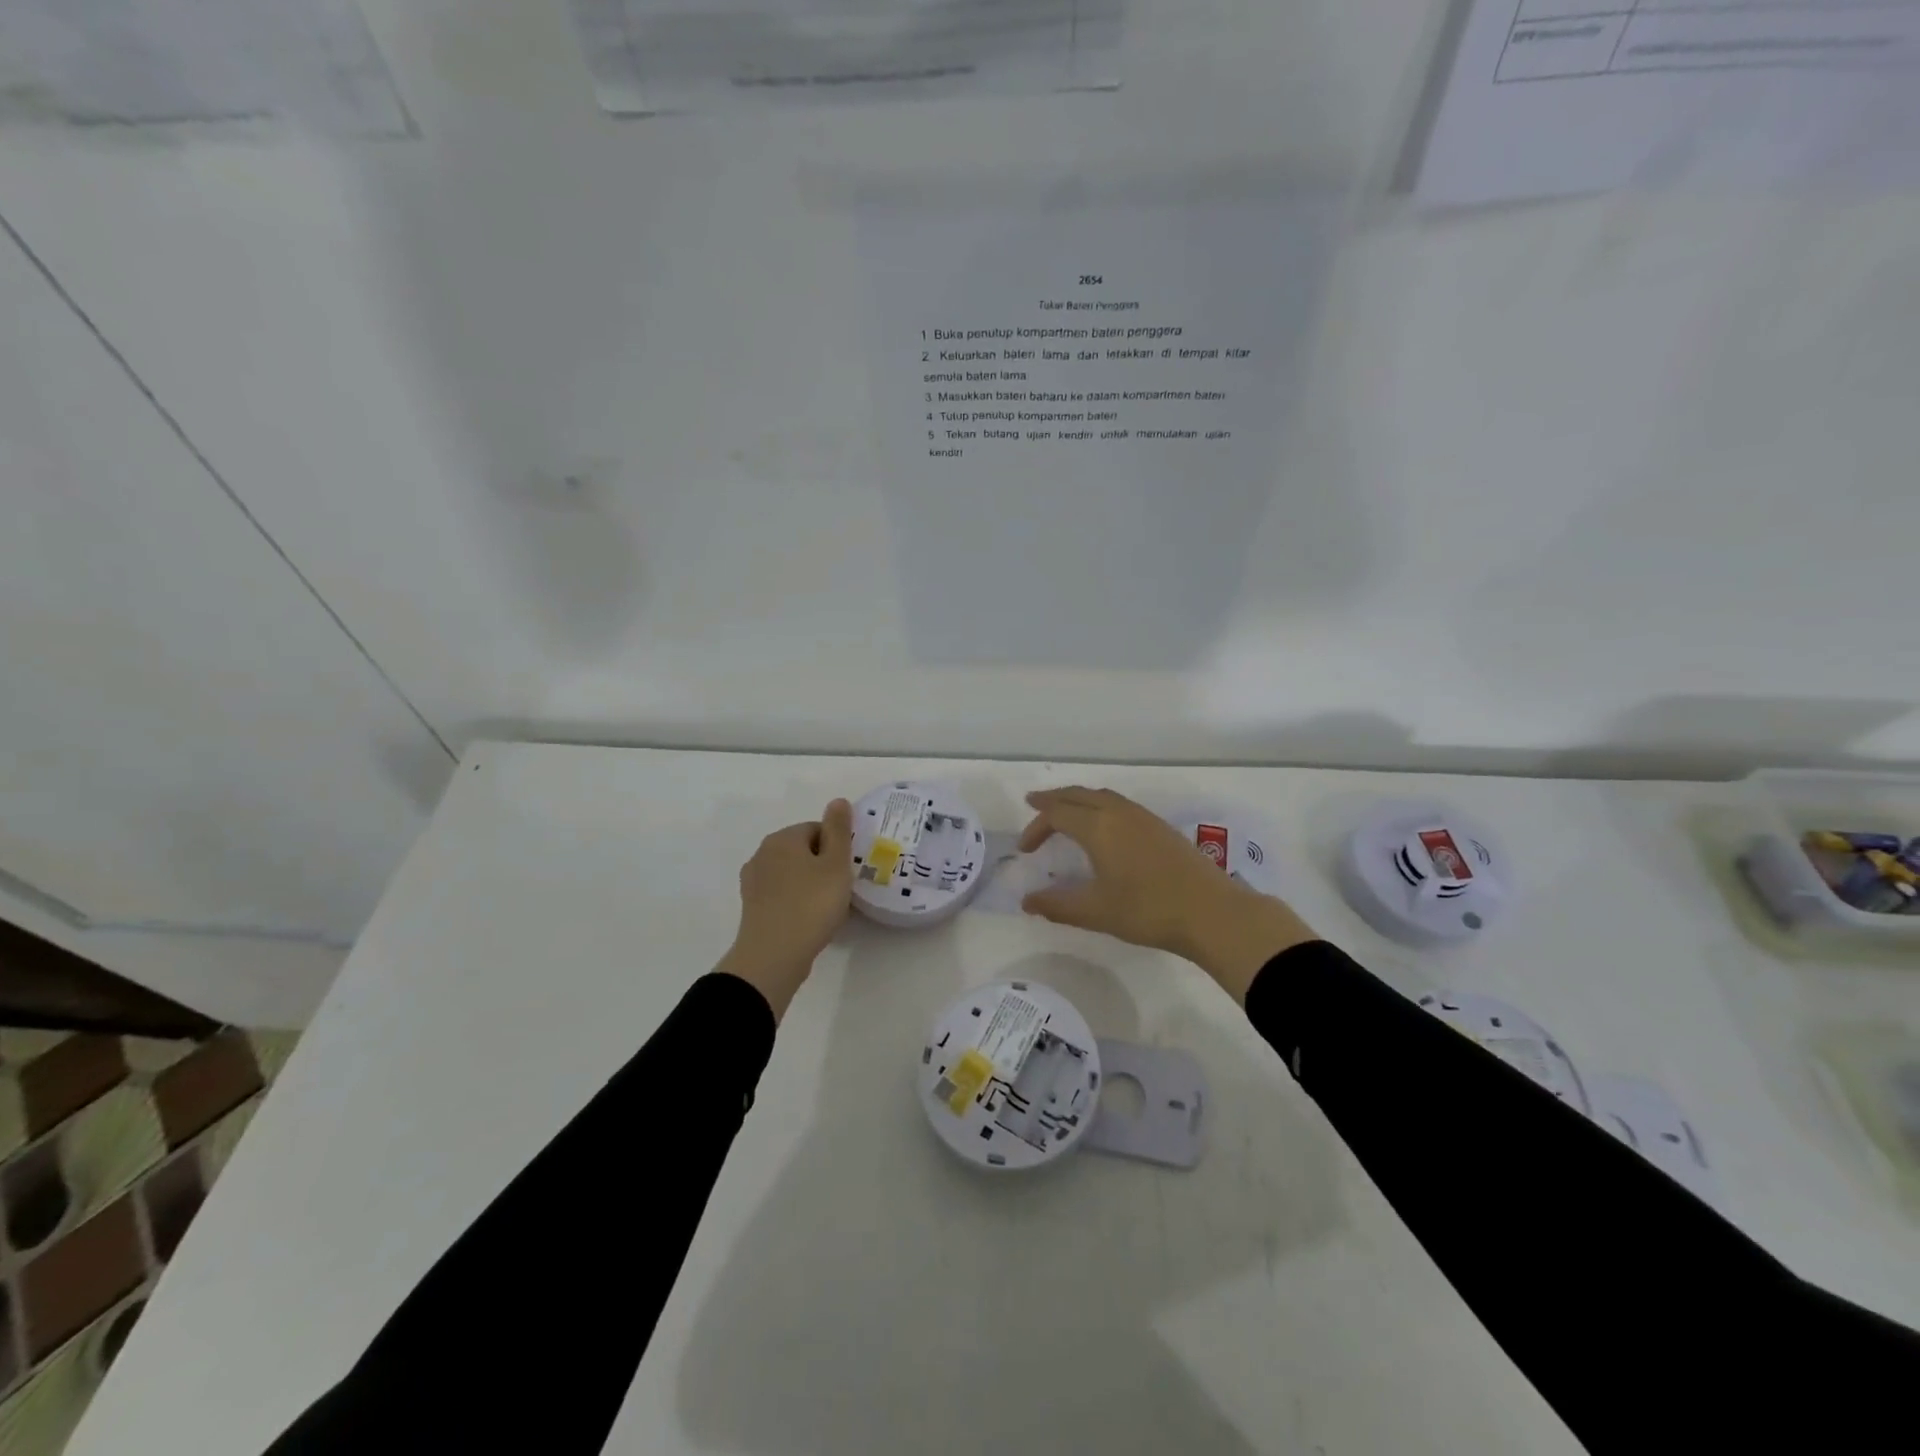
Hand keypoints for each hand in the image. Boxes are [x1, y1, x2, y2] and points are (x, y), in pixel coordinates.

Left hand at [716, 799, 853, 1020]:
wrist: (773, 956)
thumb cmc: (811, 905)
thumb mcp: (835, 864)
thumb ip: (838, 830)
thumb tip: (838, 801)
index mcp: (782, 838)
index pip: (817, 829)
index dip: (837, 848)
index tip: (847, 871)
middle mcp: (763, 853)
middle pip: (803, 850)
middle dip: (823, 866)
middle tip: (841, 890)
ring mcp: (754, 881)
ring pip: (792, 874)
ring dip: (810, 885)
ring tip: (827, 908)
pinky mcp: (752, 907)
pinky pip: (782, 895)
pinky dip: (797, 902)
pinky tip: (809, 920)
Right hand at [1018, 787, 1317, 1001]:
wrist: (1212, 912)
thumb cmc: (1147, 910)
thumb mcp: (1096, 911)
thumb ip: (1057, 905)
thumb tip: (1027, 901)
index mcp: (1098, 827)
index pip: (1057, 814)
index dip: (1036, 827)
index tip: (1024, 850)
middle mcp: (1118, 813)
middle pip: (1078, 795)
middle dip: (1053, 799)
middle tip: (1034, 804)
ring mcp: (1143, 817)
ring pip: (1101, 796)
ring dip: (1078, 800)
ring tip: (1065, 812)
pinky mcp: (1160, 827)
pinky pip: (1119, 804)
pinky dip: (1099, 806)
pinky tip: (1104, 827)